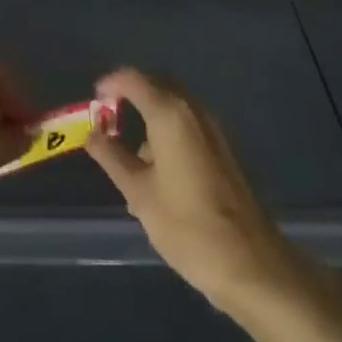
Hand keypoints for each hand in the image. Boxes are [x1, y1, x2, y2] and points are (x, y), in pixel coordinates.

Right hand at [86, 68, 296, 309]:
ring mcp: (213, 129)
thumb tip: (92, 133)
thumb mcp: (139, 193)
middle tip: (108, 118)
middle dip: (131, 95)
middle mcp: (194, 111)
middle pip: (157, 85)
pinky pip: (189, 125)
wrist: (250, 263)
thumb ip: (112, 157)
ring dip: (150, 115)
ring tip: (129, 154)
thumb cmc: (186, 225)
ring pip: (175, 106)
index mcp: (170, 114)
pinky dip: (168, 131)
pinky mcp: (224, 150)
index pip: (133, 79)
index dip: (110, 83)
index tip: (93, 101)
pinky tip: (158, 171)